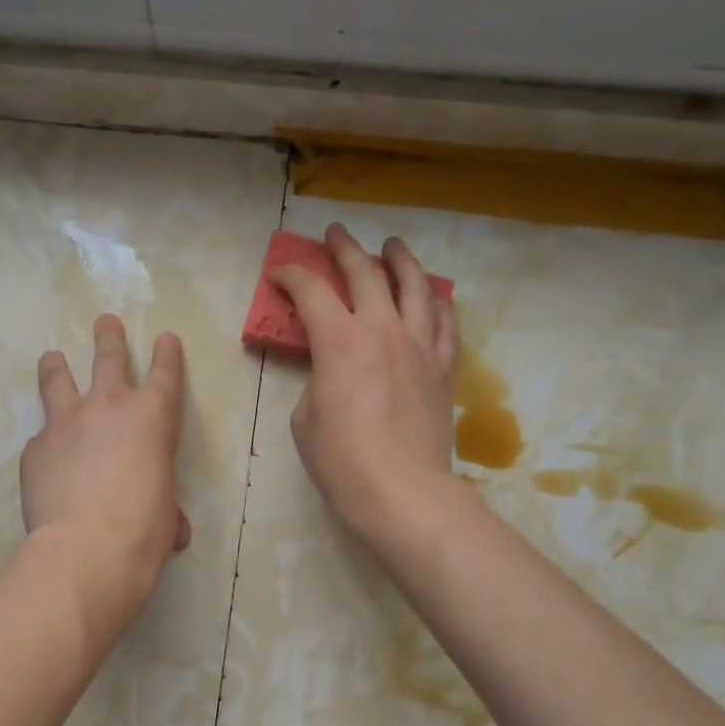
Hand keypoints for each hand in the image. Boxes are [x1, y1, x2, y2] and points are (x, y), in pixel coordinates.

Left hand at [21, 314, 191, 617]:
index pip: (165, 372)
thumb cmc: (144, 530)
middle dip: (108, 336)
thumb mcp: (167, 514)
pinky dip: (47, 442)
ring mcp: (65, 422)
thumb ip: (166, 506)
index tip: (165, 338)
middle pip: (108, 356)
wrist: (87, 549)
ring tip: (52, 358)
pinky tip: (46, 460)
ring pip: (58, 378)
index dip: (167, 353)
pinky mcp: (34, 447)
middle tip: (105, 322)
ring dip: (56, 365)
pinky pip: (41, 436)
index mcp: (153, 417)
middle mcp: (108, 406)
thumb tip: (172, 529)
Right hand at [273, 224, 460, 551]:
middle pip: (365, 273)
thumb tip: (331, 372)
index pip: (311, 291)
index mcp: (339, 340)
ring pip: (415, 285)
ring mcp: (419, 345)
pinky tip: (432, 295)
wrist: (402, 491)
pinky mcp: (443, 367)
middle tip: (335, 234)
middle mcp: (382, 329)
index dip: (291, 276)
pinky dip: (436, 301)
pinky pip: (445, 321)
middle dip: (345, 248)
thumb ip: (316, 380)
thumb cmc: (341, 460)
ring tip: (393, 246)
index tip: (279, 273)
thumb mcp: (305, 418)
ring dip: (400, 259)